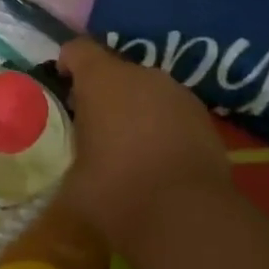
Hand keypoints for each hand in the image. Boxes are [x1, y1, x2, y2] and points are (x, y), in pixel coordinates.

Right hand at [58, 38, 232, 247]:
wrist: (189, 219)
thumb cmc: (117, 191)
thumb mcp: (74, 180)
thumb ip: (74, 155)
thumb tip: (76, 162)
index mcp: (103, 80)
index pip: (79, 49)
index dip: (68, 62)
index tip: (63, 84)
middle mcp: (142, 75)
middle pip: (116, 71)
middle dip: (104, 93)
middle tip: (94, 126)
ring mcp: (178, 94)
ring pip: (147, 91)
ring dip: (136, 109)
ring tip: (130, 146)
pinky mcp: (205, 119)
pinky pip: (172, 112)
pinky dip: (163, 126)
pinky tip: (160, 160)